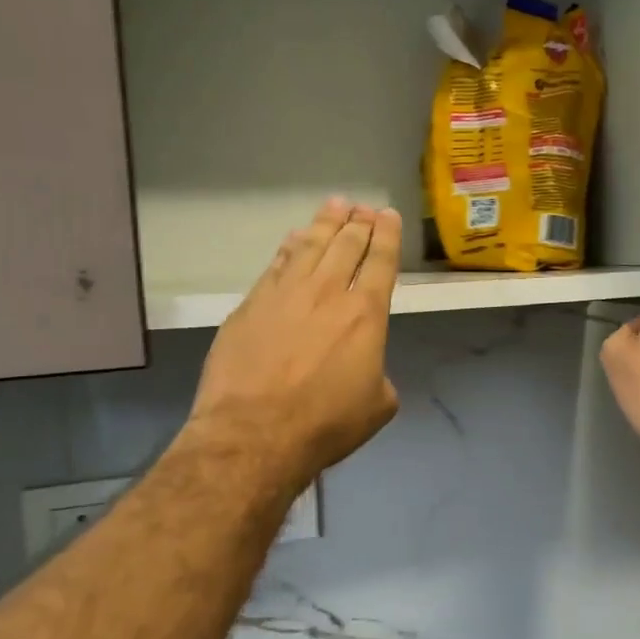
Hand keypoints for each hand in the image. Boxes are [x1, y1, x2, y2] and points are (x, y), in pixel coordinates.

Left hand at [183, 198, 402, 492]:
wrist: (254, 433)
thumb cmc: (326, 423)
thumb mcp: (378, 405)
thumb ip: (378, 373)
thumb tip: (366, 367)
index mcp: (366, 315)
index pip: (381, 262)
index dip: (387, 235)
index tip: (388, 215)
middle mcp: (328, 293)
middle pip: (346, 245)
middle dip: (359, 223)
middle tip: (364, 208)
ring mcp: (285, 294)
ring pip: (310, 246)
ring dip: (326, 223)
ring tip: (335, 205)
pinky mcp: (251, 304)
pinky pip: (276, 264)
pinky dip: (290, 247)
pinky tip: (294, 238)